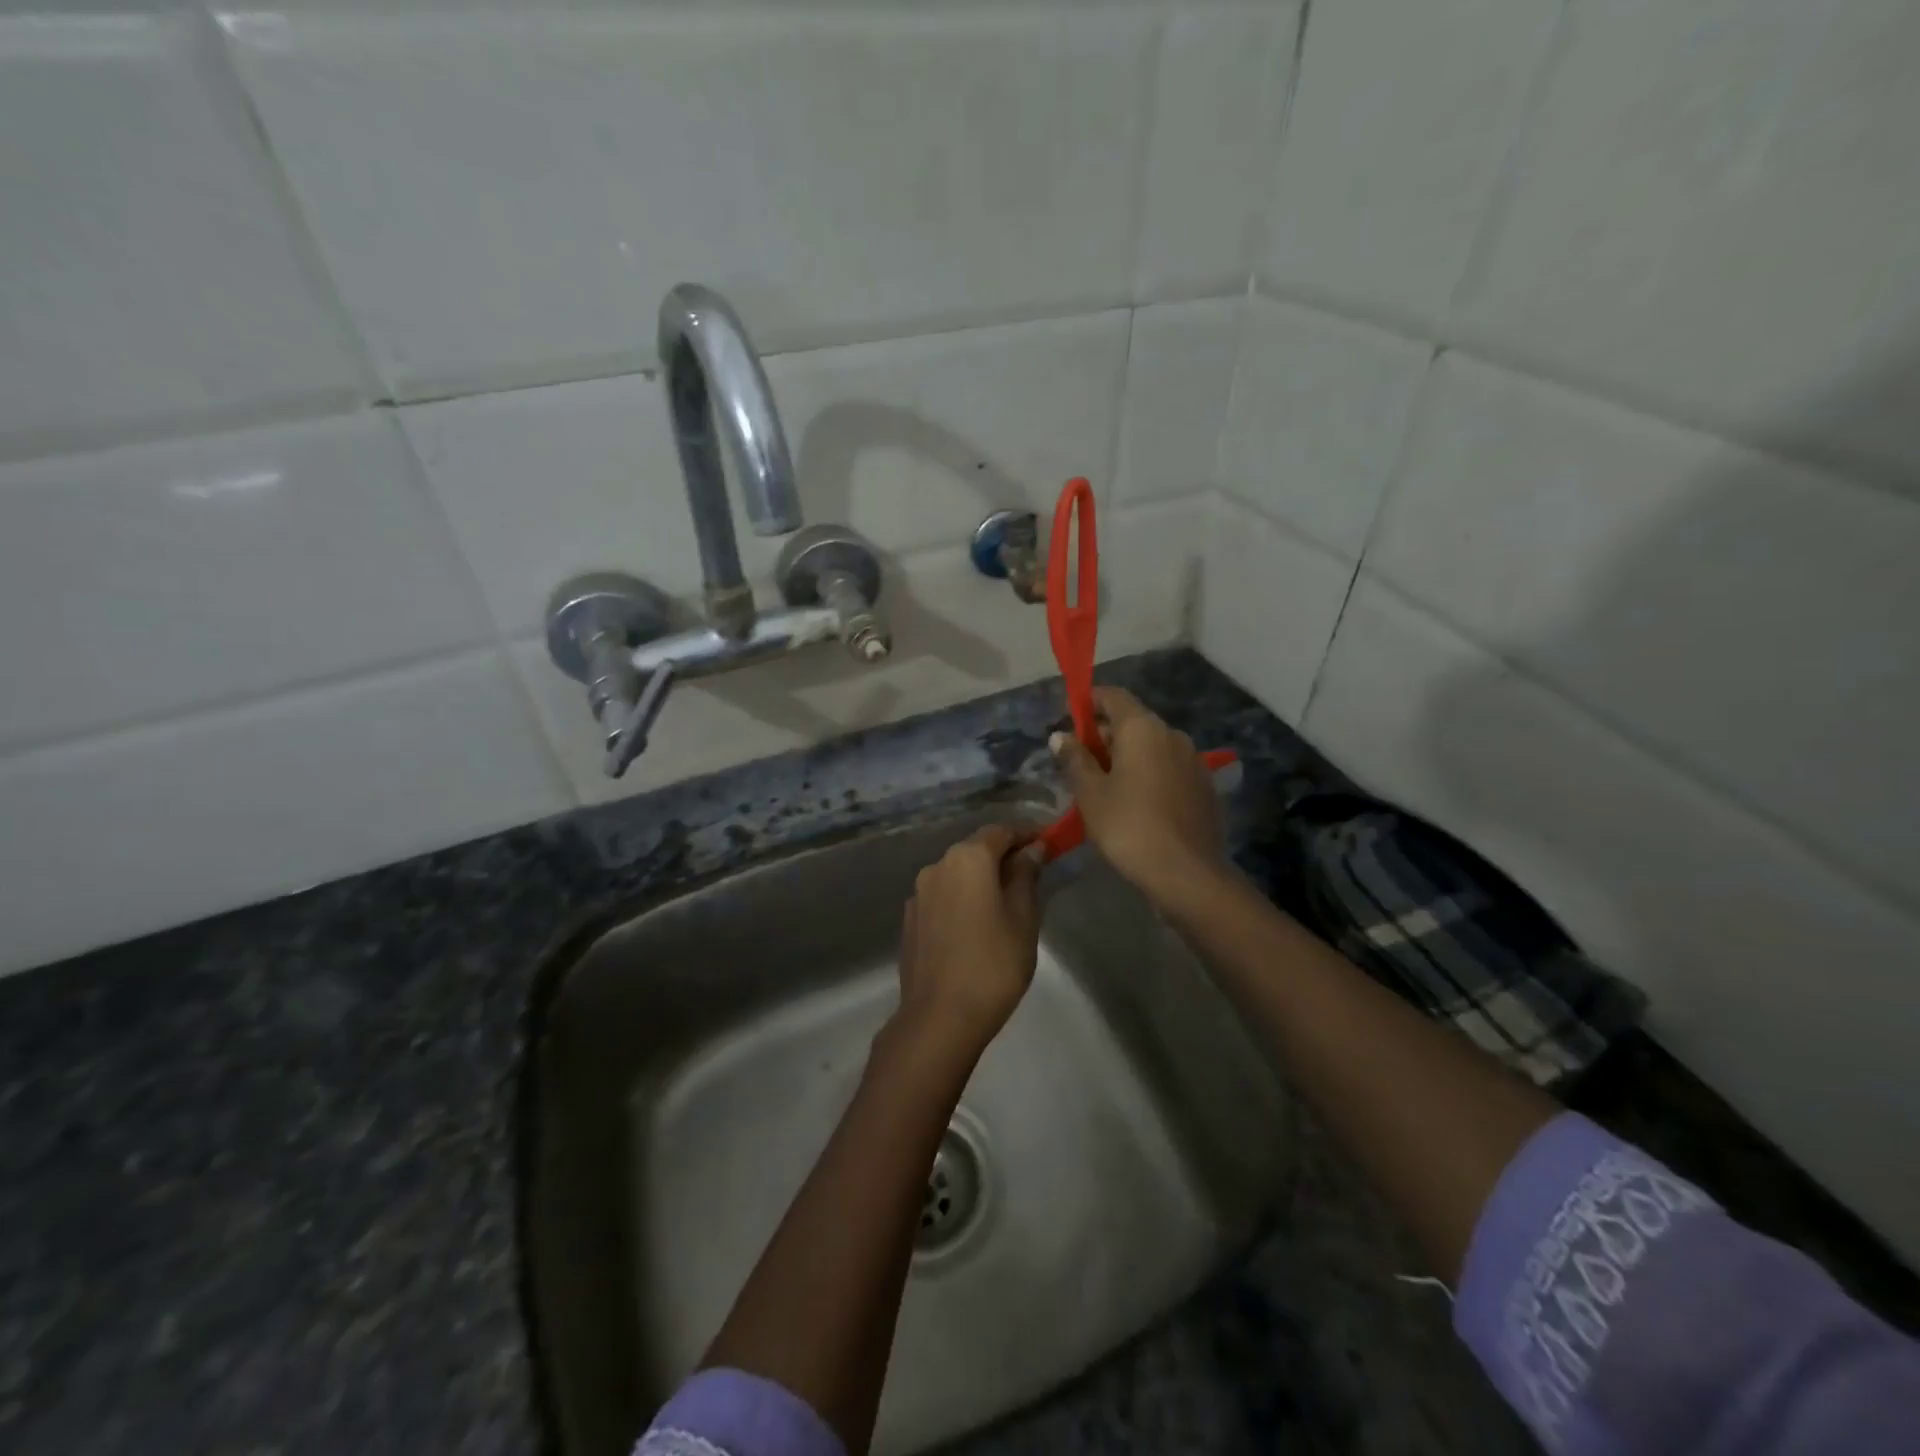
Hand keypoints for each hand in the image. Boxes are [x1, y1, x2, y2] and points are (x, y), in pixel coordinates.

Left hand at [893, 824, 1041, 1057]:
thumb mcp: (1023, 918)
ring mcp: (919, 893)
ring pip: (958, 873)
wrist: (940, 1017)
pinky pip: (943, 896)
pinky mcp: (911, 919)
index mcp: (967, 859)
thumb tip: (1032, 849)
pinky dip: (963, 898)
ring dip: (981, 879)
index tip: (1048, 843)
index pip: (1001, 832)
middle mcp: (938, 865)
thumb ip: (1026, 876)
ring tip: (1006, 902)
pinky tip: (976, 924)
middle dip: (1004, 856)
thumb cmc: (993, 964)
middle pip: (976, 849)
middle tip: (1033, 874)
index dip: (1027, 834)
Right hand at [1051, 687, 1229, 912]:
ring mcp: (1193, 760)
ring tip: (1106, 786)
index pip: (1113, 696)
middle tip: (1081, 762)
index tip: (1071, 720)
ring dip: (1128, 756)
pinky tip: (1137, 802)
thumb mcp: (1090, 793)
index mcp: (1142, 728)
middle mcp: (1172, 734)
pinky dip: (1150, 773)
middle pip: (1133, 721)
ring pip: (1153, 746)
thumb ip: (1075, 759)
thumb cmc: (1128, 826)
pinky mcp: (1204, 786)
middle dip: (1106, 734)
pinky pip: (1169, 767)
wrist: (1187, 872)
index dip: (1090, 701)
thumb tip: (1060, 735)